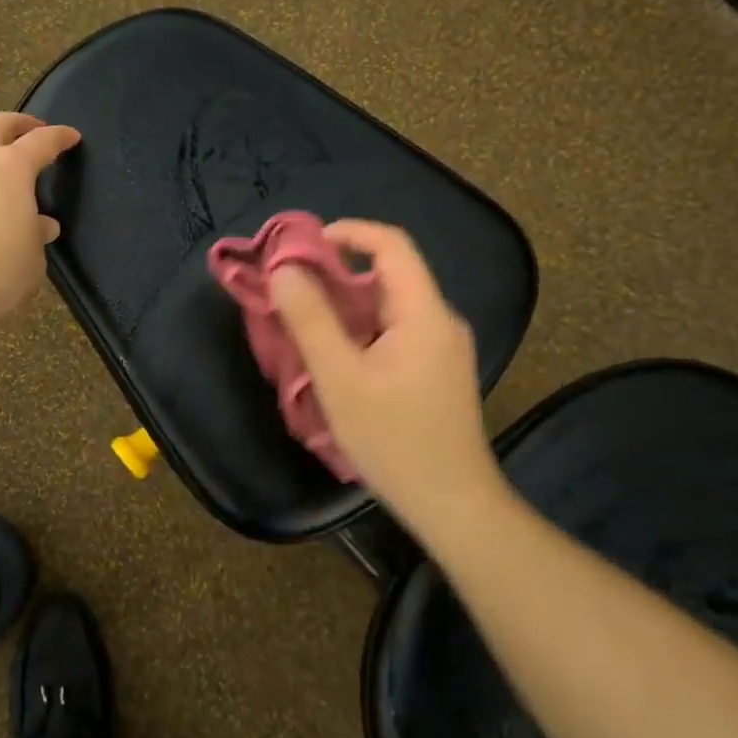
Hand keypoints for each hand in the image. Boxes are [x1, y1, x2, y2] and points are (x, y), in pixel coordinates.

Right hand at [268, 220, 508, 539]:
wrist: (453, 505)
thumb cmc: (395, 441)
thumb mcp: (341, 379)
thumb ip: (311, 320)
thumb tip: (284, 269)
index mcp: (425, 313)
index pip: (392, 245)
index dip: (349, 232)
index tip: (304, 244)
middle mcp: (441, 320)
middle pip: (390, 274)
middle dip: (338, 272)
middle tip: (292, 288)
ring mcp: (443, 347)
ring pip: (390, 305)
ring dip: (347, 304)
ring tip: (305, 321)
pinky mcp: (438, 370)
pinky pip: (396, 330)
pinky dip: (362, 328)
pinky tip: (337, 355)